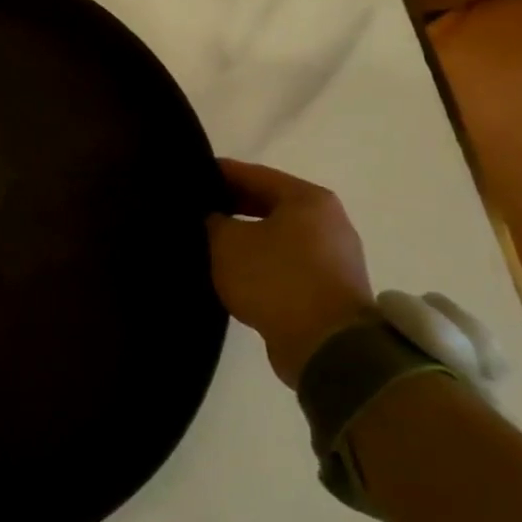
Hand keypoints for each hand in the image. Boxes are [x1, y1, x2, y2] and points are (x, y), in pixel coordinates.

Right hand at [207, 158, 373, 388]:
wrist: (328, 348)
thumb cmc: (276, 279)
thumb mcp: (228, 243)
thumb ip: (213, 221)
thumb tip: (210, 217)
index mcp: (308, 199)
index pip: (253, 174)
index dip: (217, 173)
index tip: (188, 176)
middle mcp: (328, 222)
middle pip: (269, 203)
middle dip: (231, 205)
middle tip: (194, 209)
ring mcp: (333, 257)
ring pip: (277, 235)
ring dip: (245, 236)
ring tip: (208, 240)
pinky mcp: (329, 289)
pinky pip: (285, 263)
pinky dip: (260, 262)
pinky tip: (233, 270)